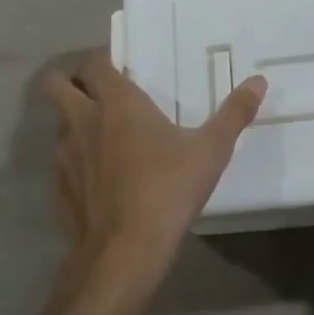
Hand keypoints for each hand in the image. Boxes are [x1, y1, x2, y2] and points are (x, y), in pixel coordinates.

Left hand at [40, 51, 265, 288]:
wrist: (124, 253)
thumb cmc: (168, 189)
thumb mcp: (211, 150)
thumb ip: (234, 113)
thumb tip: (259, 81)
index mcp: (117, 102)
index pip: (93, 63)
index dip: (101, 61)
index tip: (120, 69)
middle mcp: (83, 120)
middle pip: (54, 84)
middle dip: (69, 82)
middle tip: (98, 94)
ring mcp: (64, 155)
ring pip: (57, 123)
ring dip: (73, 122)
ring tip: (102, 138)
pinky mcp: (58, 189)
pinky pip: (59, 162)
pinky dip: (73, 162)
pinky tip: (98, 180)